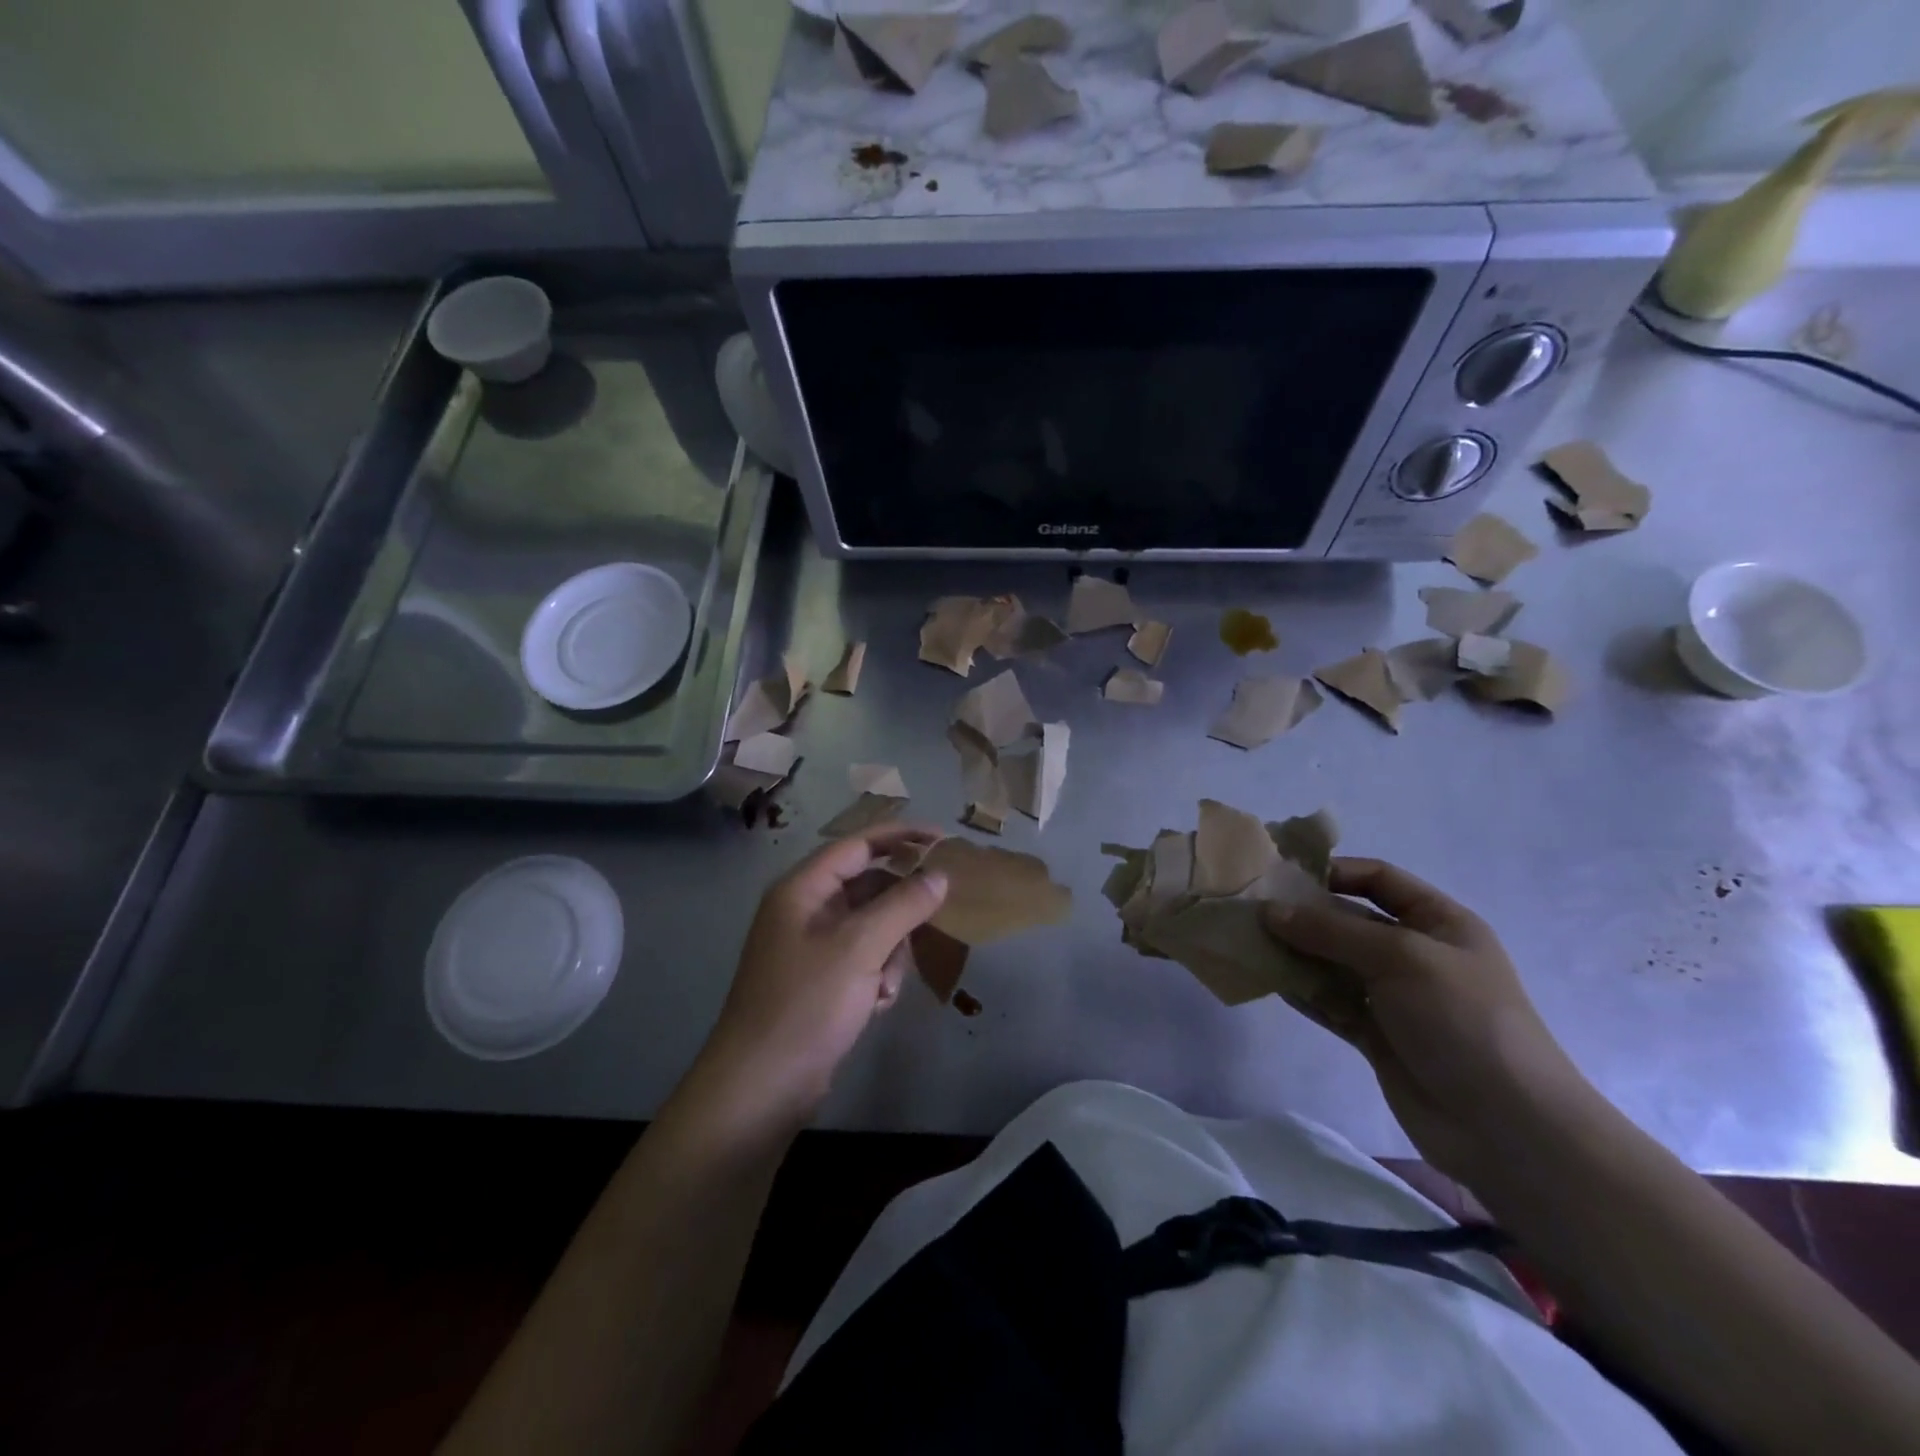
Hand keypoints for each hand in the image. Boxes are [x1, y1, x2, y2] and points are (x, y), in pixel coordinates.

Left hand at [694, 823, 948, 1128]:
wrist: (760, 1088)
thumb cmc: (807, 1005)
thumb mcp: (860, 948)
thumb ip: (903, 905)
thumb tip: (939, 875)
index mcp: (803, 889)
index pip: (858, 845)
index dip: (902, 837)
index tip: (945, 841)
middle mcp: (805, 910)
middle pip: (868, 887)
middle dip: (900, 911)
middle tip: (934, 923)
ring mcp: (811, 947)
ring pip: (872, 927)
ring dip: (890, 952)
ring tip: (886, 986)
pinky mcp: (820, 981)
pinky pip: (863, 959)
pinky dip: (877, 976)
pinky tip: (876, 1004)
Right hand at [1263, 858, 1596, 1180]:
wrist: (1506, 1127)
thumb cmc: (1463, 1020)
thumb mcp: (1400, 957)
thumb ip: (1331, 930)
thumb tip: (1269, 910)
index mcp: (1439, 923)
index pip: (1380, 879)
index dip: (1334, 871)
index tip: (1282, 875)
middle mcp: (1415, 954)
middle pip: (1349, 920)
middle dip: (1304, 914)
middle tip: (1251, 911)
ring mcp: (1395, 997)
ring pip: (1333, 963)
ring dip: (1295, 953)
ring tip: (1248, 944)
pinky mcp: (1376, 1035)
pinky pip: (1330, 1002)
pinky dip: (1302, 991)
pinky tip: (1267, 981)